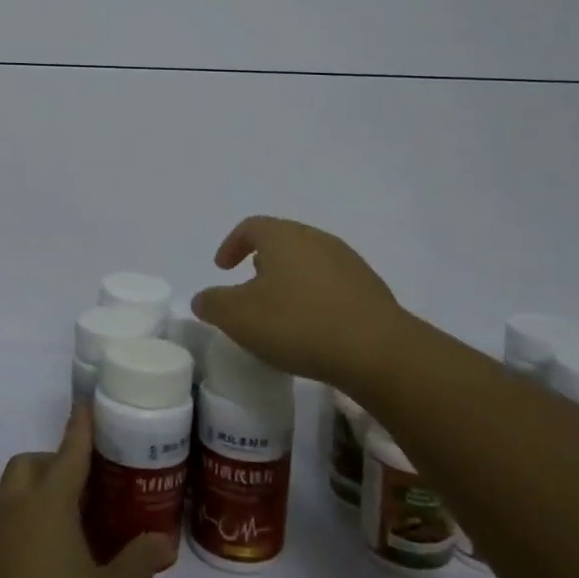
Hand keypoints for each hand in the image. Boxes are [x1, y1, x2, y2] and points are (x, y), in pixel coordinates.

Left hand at [0, 407, 170, 577]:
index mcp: (48, 507)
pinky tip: (51, 564)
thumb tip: (160, 540)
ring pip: (12, 498)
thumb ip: (139, 560)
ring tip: (75, 524)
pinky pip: (4, 532)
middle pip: (28, 467)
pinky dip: (26, 528)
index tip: (86, 406)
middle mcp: (14, 516)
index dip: (80, 428)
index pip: (67, 453)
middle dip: (54, 462)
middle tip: (89, 484)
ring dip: (38, 495)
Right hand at [192, 215, 409, 386]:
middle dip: (263, 261)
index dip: (232, 244)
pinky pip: (333, 285)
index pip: (252, 227)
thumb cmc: (297, 324)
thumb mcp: (239, 317)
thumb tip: (202, 298)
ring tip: (281, 311)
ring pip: (309, 262)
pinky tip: (314, 328)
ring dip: (291, 280)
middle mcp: (317, 239)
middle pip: (283, 241)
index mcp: (283, 237)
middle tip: (250, 288)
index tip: (222, 268)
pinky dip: (316, 298)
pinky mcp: (370, 289)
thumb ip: (214, 304)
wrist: (376, 350)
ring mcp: (348, 262)